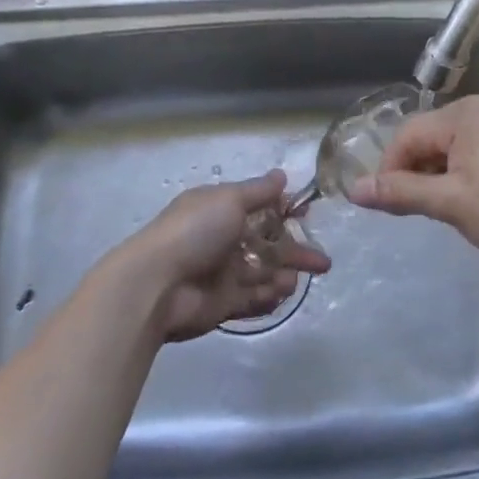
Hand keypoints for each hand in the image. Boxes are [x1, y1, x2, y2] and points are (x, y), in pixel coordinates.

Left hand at [118, 172, 331, 341]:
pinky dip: (270, 296)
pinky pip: (253, 299)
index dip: (284, 210)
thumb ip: (258, 191)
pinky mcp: (223, 303)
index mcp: (220, 209)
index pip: (260, 207)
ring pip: (263, 272)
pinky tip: (283, 292)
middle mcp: (223, 239)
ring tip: (296, 279)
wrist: (157, 285)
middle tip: (322, 261)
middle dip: (294, 250)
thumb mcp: (229, 200)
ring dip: (284, 274)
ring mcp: (223, 273)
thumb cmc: (194, 232)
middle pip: (267, 243)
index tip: (307, 213)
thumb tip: (282, 175)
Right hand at [350, 95, 478, 265]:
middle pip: (426, 137)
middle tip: (413, 211)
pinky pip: (469, 151)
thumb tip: (354, 189)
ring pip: (447, 146)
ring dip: (435, 175)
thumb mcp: (451, 203)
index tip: (385, 205)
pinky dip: (457, 173)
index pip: (407, 135)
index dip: (389, 169)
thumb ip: (401, 193)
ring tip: (440, 209)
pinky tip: (465, 200)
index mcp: (463, 114)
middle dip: (413, 172)